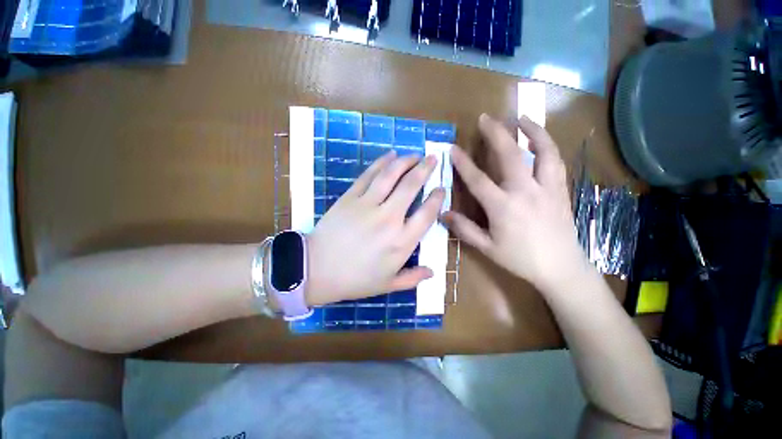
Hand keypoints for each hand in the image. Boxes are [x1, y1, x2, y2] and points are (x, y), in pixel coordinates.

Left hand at [305, 151, 444, 305]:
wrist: (315, 270)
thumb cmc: (354, 280)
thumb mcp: (387, 285)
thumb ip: (413, 278)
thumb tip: (433, 272)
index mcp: (401, 242)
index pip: (427, 214)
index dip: (437, 198)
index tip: (441, 188)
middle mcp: (389, 219)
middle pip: (411, 186)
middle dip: (425, 169)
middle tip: (433, 159)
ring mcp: (368, 205)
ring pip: (391, 175)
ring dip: (405, 161)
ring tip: (415, 154)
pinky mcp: (350, 197)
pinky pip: (369, 175)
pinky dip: (381, 163)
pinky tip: (391, 155)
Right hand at [443, 114, 587, 294]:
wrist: (561, 268)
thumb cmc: (520, 259)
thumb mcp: (487, 247)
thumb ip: (464, 229)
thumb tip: (443, 213)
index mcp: (503, 207)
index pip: (478, 179)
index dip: (463, 163)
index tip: (453, 148)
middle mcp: (525, 191)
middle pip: (510, 155)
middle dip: (496, 133)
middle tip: (486, 118)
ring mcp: (547, 188)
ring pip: (543, 151)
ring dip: (531, 131)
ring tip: (522, 118)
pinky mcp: (560, 189)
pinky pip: (556, 161)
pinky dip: (548, 146)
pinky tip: (541, 140)